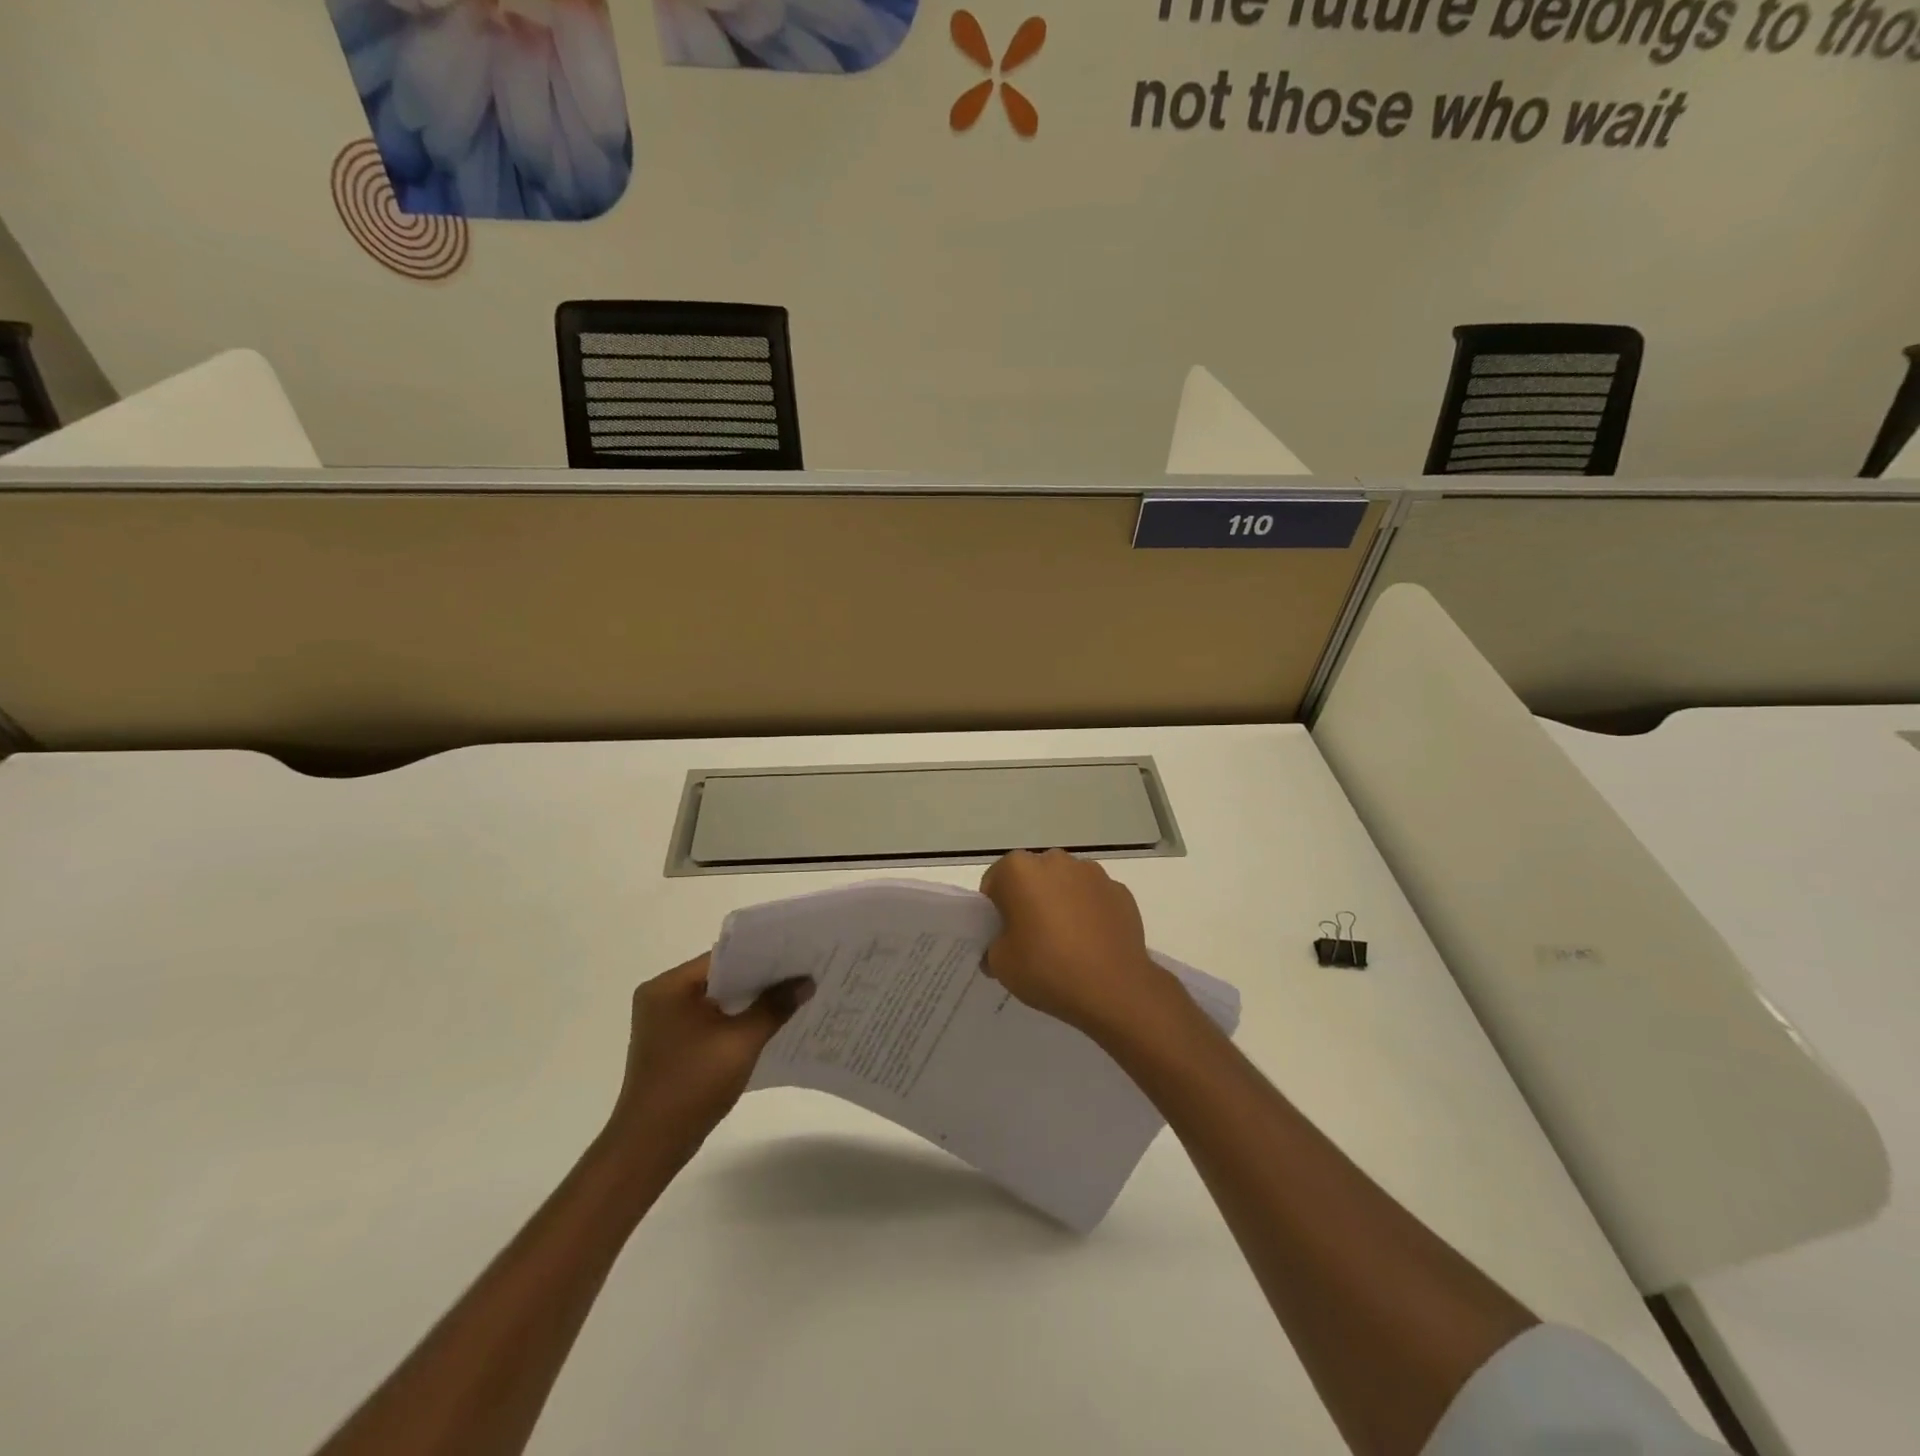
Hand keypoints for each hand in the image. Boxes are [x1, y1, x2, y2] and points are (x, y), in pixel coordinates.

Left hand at [605, 955, 811, 1168]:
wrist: (650, 1147)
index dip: (762, 955)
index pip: (723, 957)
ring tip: (791, 995)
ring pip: (717, 1000)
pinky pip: (710, 1020)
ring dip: (749, 1001)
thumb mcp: (741, 1042)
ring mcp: (664, 1023)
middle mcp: (662, 997)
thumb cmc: (692, 1085)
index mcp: (668, 986)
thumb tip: (806, 981)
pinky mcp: (671, 1045)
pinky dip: (735, 1020)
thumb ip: (774, 1006)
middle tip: (802, 973)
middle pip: (721, 977)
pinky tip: (766, 1025)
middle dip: (760, 978)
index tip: (797, 955)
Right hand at [979, 849, 1180, 1041]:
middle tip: (1031, 939)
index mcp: (1019, 870)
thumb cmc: (1047, 969)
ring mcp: (1092, 873)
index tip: (1002, 936)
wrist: (1114, 989)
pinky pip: (1093, 898)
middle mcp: (1055, 860)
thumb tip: (1003, 946)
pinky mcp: (1120, 891)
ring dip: (1060, 903)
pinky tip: (1091, 944)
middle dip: (1028, 901)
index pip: (996, 883)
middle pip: (1032, 878)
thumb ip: (993, 947)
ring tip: (1065, 943)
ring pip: (1065, 884)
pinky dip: (1089, 913)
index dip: (995, 910)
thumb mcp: (1001, 965)